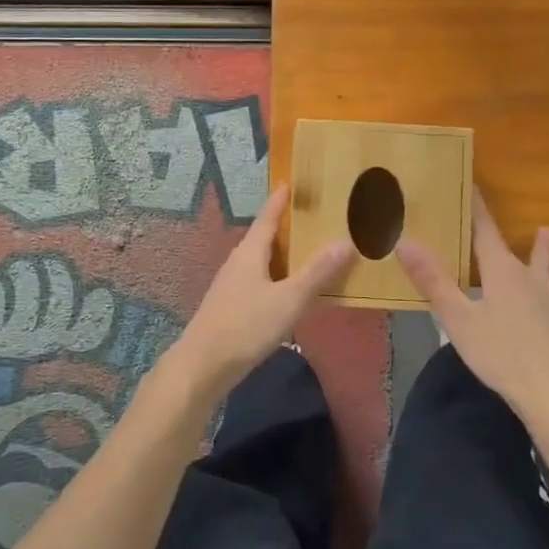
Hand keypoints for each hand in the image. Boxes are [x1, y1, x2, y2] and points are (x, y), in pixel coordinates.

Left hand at [161, 186, 351, 400]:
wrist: (203, 365)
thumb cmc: (246, 326)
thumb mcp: (289, 299)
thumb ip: (317, 273)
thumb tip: (345, 241)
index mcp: (250, 252)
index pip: (267, 217)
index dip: (279, 200)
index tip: (290, 182)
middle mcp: (238, 262)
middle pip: (263, 237)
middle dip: (285, 227)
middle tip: (311, 218)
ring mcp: (231, 284)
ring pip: (260, 260)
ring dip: (281, 254)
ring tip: (307, 252)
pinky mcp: (230, 306)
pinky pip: (258, 280)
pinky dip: (276, 276)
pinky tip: (288, 290)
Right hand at [396, 196, 548, 417]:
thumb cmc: (500, 354)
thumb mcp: (458, 319)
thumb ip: (433, 280)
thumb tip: (405, 241)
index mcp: (500, 271)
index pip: (485, 230)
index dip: (477, 208)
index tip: (471, 185)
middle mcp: (528, 277)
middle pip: (514, 247)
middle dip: (502, 230)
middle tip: (495, 210)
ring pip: (547, 265)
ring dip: (545, 249)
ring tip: (547, 232)